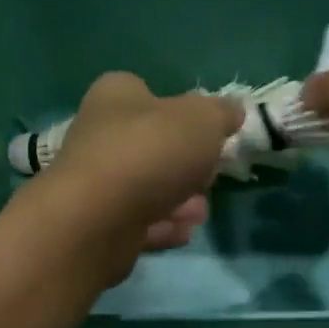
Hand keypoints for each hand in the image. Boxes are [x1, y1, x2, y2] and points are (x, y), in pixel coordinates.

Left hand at [33, 71, 242, 263]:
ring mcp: (95, 184)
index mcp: (116, 96)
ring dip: (179, 201)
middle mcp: (99, 135)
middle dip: (186, 166)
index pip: (149, 94)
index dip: (182, 112)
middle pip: (152, 147)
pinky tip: (183, 233)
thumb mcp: (202, 120)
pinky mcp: (97, 225)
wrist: (97, 220)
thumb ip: (221, 114)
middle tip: (209, 179)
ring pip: (147, 189)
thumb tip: (233, 111)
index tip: (209, 135)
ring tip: (200, 213)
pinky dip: (162, 227)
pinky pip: (137, 223)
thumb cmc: (150, 153)